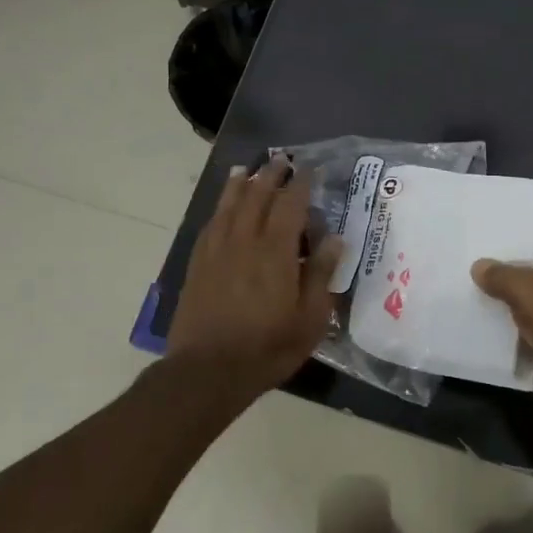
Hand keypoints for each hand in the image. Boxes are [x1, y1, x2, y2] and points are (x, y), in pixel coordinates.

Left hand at [167, 158, 340, 397]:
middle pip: (256, 197)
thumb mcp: (310, 319)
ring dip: (240, 185)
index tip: (308, 169)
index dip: (300, 184)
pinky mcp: (198, 265)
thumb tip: (335, 239)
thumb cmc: (267, 348)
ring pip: (228, 206)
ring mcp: (216, 251)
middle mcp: (244, 241)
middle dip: (270, 175)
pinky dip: (219, 209)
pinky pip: (210, 226)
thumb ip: (321, 275)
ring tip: (247, 170)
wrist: (207, 371)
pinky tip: (222, 208)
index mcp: (275, 252)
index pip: (290, 206)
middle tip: (281, 161)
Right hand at [471, 235, 532, 421]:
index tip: (490, 247)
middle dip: (512, 275)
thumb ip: (501, 275)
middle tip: (477, 271)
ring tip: (476, 297)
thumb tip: (479, 266)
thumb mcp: (528, 289)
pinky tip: (490, 327)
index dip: (521, 243)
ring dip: (513, 306)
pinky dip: (519, 332)